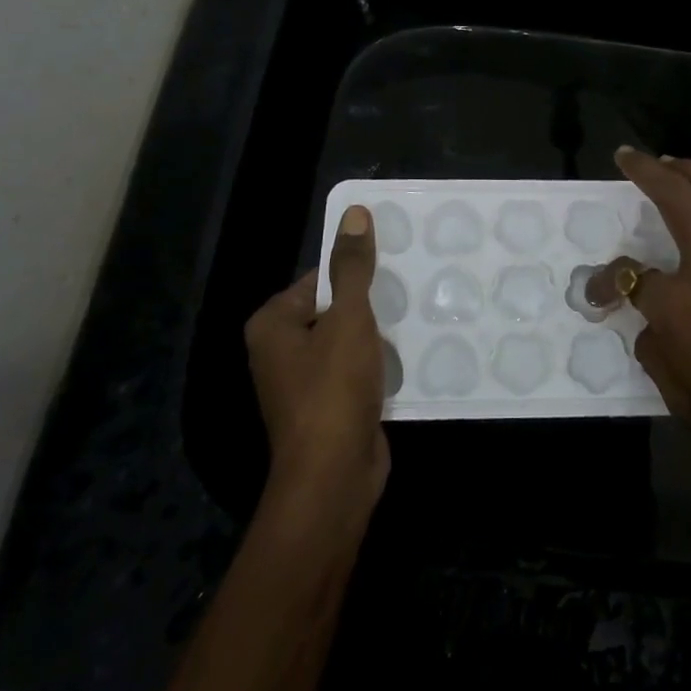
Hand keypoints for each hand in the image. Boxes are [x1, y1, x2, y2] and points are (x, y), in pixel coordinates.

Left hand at [244, 206, 389, 511]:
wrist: (334, 477)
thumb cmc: (333, 389)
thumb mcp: (348, 318)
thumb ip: (352, 267)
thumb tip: (354, 213)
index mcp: (272, 324)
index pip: (318, 278)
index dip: (355, 271)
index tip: (395, 265)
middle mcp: (280, 351)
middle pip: (333, 308)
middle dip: (371, 303)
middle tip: (412, 288)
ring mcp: (303, 382)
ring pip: (348, 341)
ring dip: (378, 333)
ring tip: (418, 315)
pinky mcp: (328, 406)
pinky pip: (356, 370)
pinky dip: (379, 362)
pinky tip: (411, 353)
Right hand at [589, 107, 690, 538]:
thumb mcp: (685, 404)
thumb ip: (657, 356)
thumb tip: (650, 325)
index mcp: (679, 308)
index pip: (627, 278)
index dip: (606, 282)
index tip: (601, 291)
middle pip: (670, 202)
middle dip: (643, 172)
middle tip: (630, 159)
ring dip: (689, 165)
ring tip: (671, 158)